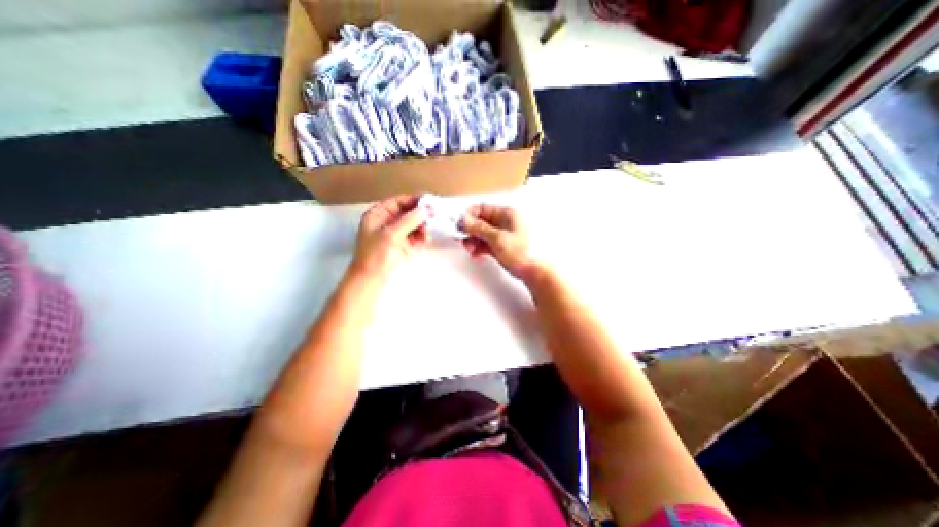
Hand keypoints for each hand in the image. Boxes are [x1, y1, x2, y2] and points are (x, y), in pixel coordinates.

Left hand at [350, 195, 427, 280]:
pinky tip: (426, 239)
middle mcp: (387, 222)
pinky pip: (415, 236)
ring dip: (422, 226)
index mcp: (378, 214)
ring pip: (413, 224)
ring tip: (427, 233)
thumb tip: (426, 209)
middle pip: (407, 212)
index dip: (413, 199)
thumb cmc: (376, 254)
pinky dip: (421, 236)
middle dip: (420, 215)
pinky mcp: (403, 245)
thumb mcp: (391, 234)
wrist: (371, 278)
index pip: (398, 201)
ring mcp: (396, 234)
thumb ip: (409, 220)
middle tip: (434, 216)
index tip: (429, 200)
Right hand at [459, 203, 538, 280]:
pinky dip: (479, 247)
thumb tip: (464, 220)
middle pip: (480, 221)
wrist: (533, 271)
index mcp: (506, 214)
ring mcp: (502, 234)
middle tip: (462, 239)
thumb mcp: (497, 238)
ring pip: (481, 233)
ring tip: (470, 249)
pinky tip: (476, 254)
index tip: (460, 225)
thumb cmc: (522, 252)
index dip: (469, 216)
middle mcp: (504, 222)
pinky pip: (485, 243)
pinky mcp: (501, 245)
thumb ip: (478, 228)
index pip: (482, 208)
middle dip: (470, 230)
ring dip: (473, 240)